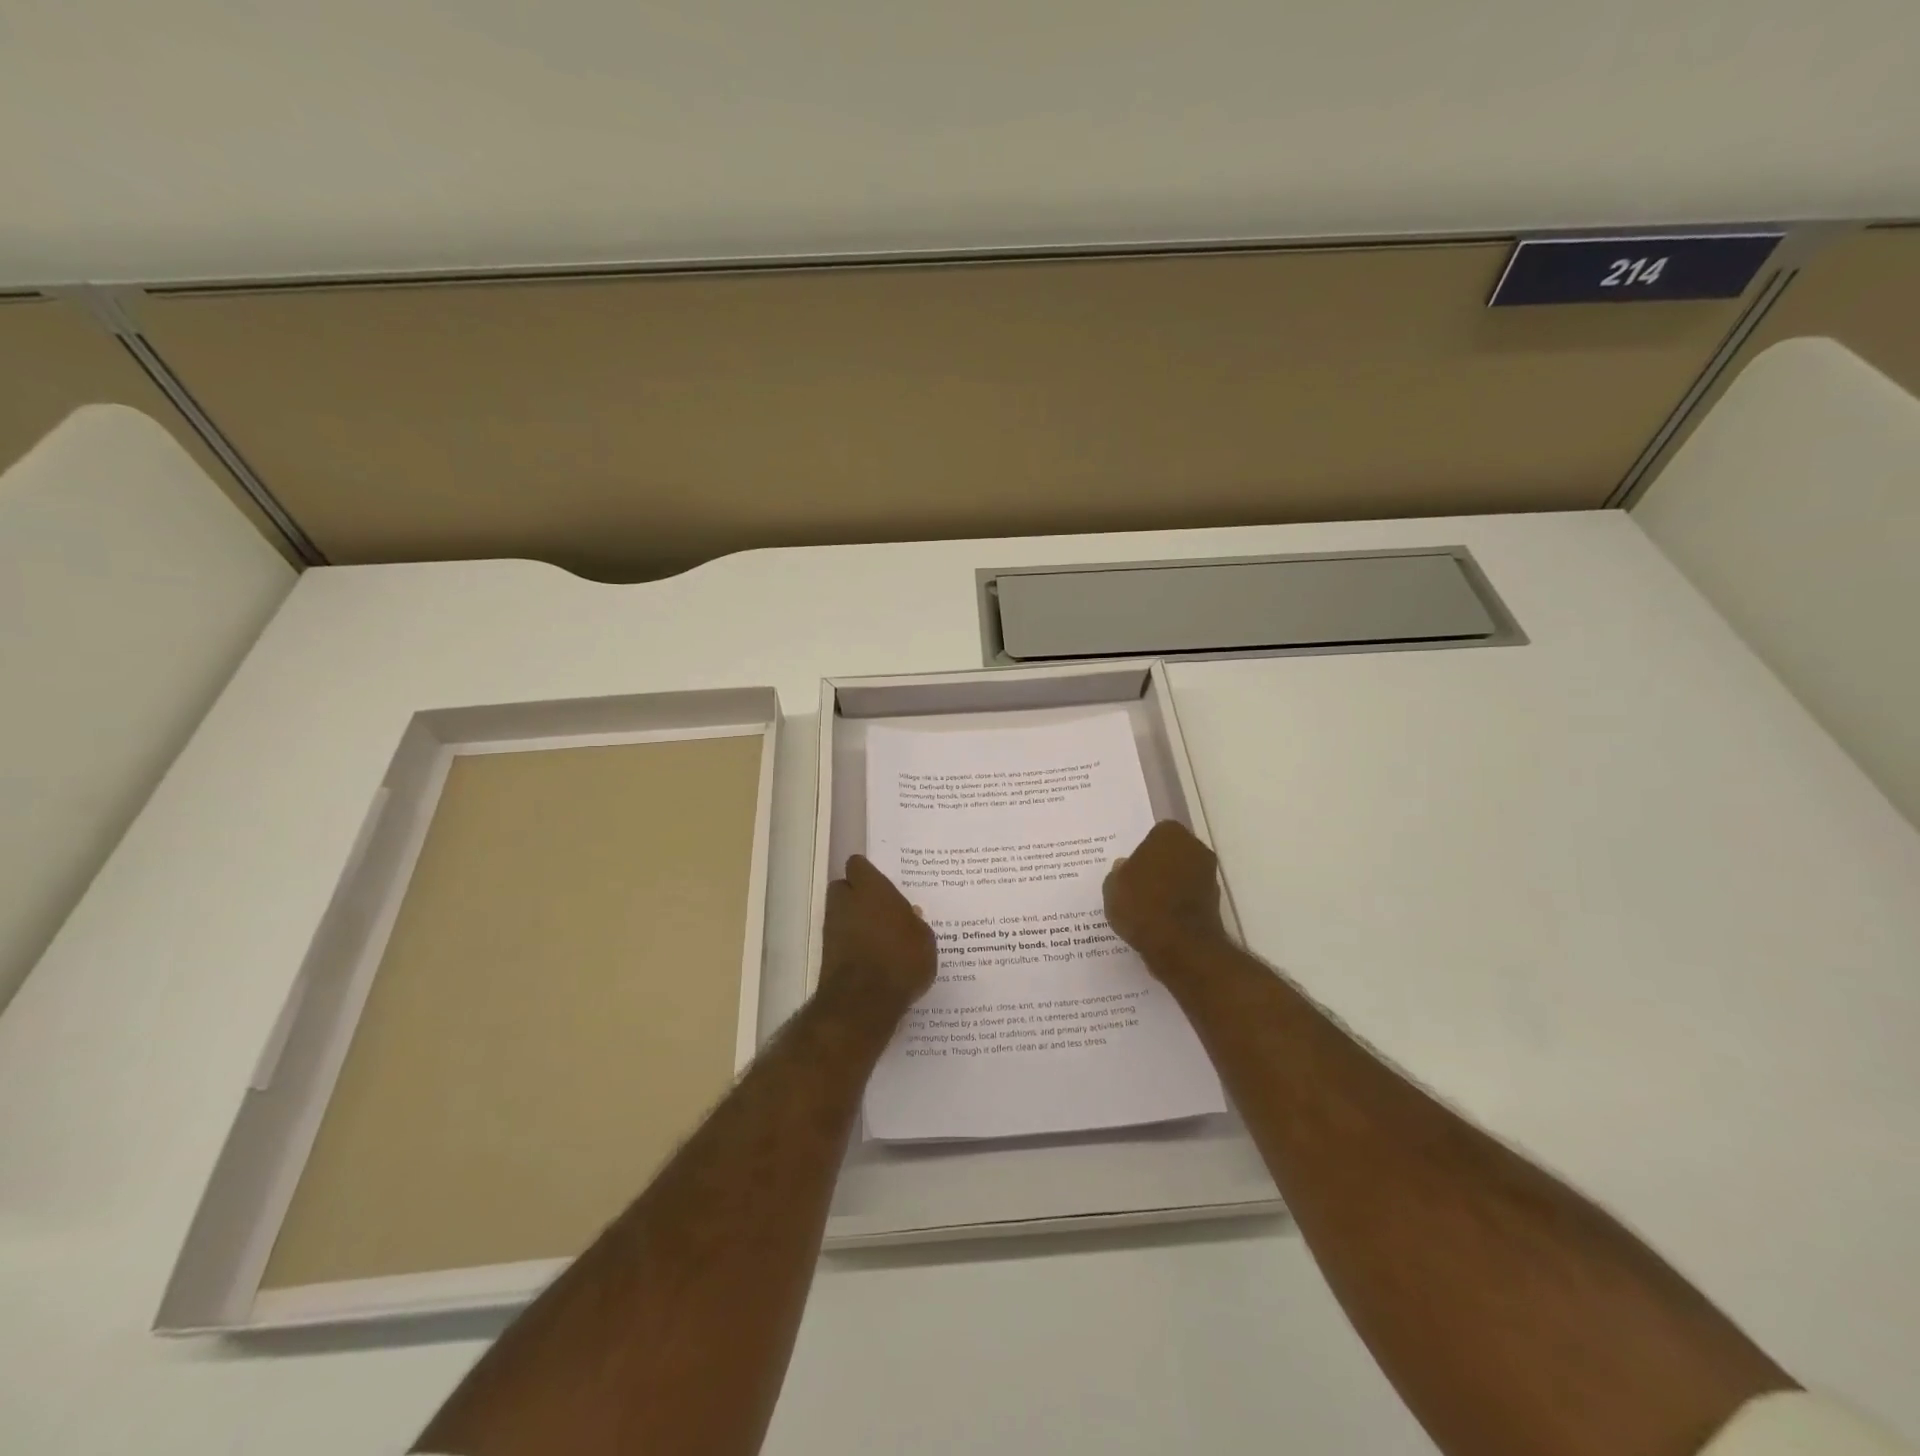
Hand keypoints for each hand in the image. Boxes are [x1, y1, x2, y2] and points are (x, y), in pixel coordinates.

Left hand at [818, 855, 936, 1027]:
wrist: (863, 1002)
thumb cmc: (901, 960)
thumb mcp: (924, 940)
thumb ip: (915, 923)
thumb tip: (909, 915)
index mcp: (872, 889)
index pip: (858, 865)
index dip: (867, 872)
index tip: (881, 883)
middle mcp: (847, 902)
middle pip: (843, 886)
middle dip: (856, 893)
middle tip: (879, 908)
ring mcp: (832, 927)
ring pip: (840, 912)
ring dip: (853, 919)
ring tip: (877, 935)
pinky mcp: (826, 953)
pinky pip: (840, 937)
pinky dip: (850, 941)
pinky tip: (869, 955)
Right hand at [1103, 821, 1228, 966]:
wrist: (1180, 946)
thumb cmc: (1142, 905)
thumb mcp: (1113, 886)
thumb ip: (1119, 872)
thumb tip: (1126, 867)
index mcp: (1170, 834)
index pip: (1155, 834)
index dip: (1142, 850)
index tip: (1131, 867)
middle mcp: (1195, 848)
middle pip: (1173, 853)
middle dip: (1159, 865)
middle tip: (1137, 883)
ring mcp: (1209, 876)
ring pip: (1183, 875)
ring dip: (1170, 885)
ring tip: (1147, 906)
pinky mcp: (1215, 903)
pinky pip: (1189, 897)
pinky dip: (1178, 905)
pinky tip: (1160, 920)